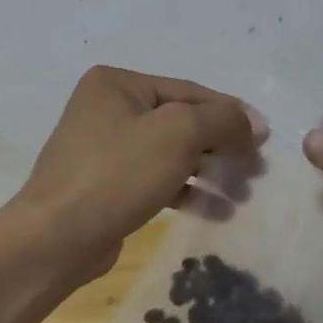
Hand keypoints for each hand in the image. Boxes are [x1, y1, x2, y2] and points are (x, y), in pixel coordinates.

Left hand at [4, 66, 264, 281]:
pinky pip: (156, 181)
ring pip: (171, 154)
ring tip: (241, 194)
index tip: (265, 139)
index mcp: (117, 84)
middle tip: (255, 171)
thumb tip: (253, 123)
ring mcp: (105, 149)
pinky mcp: (107, 186)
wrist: (56, 238)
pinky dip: (187, 192)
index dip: (231, 113)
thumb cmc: (117, 173)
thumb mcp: (178, 133)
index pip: (189, 91)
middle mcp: (108, 109)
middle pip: (181, 122)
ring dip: (209, 172)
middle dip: (221, 146)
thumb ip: (222, 120)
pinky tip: (216, 210)